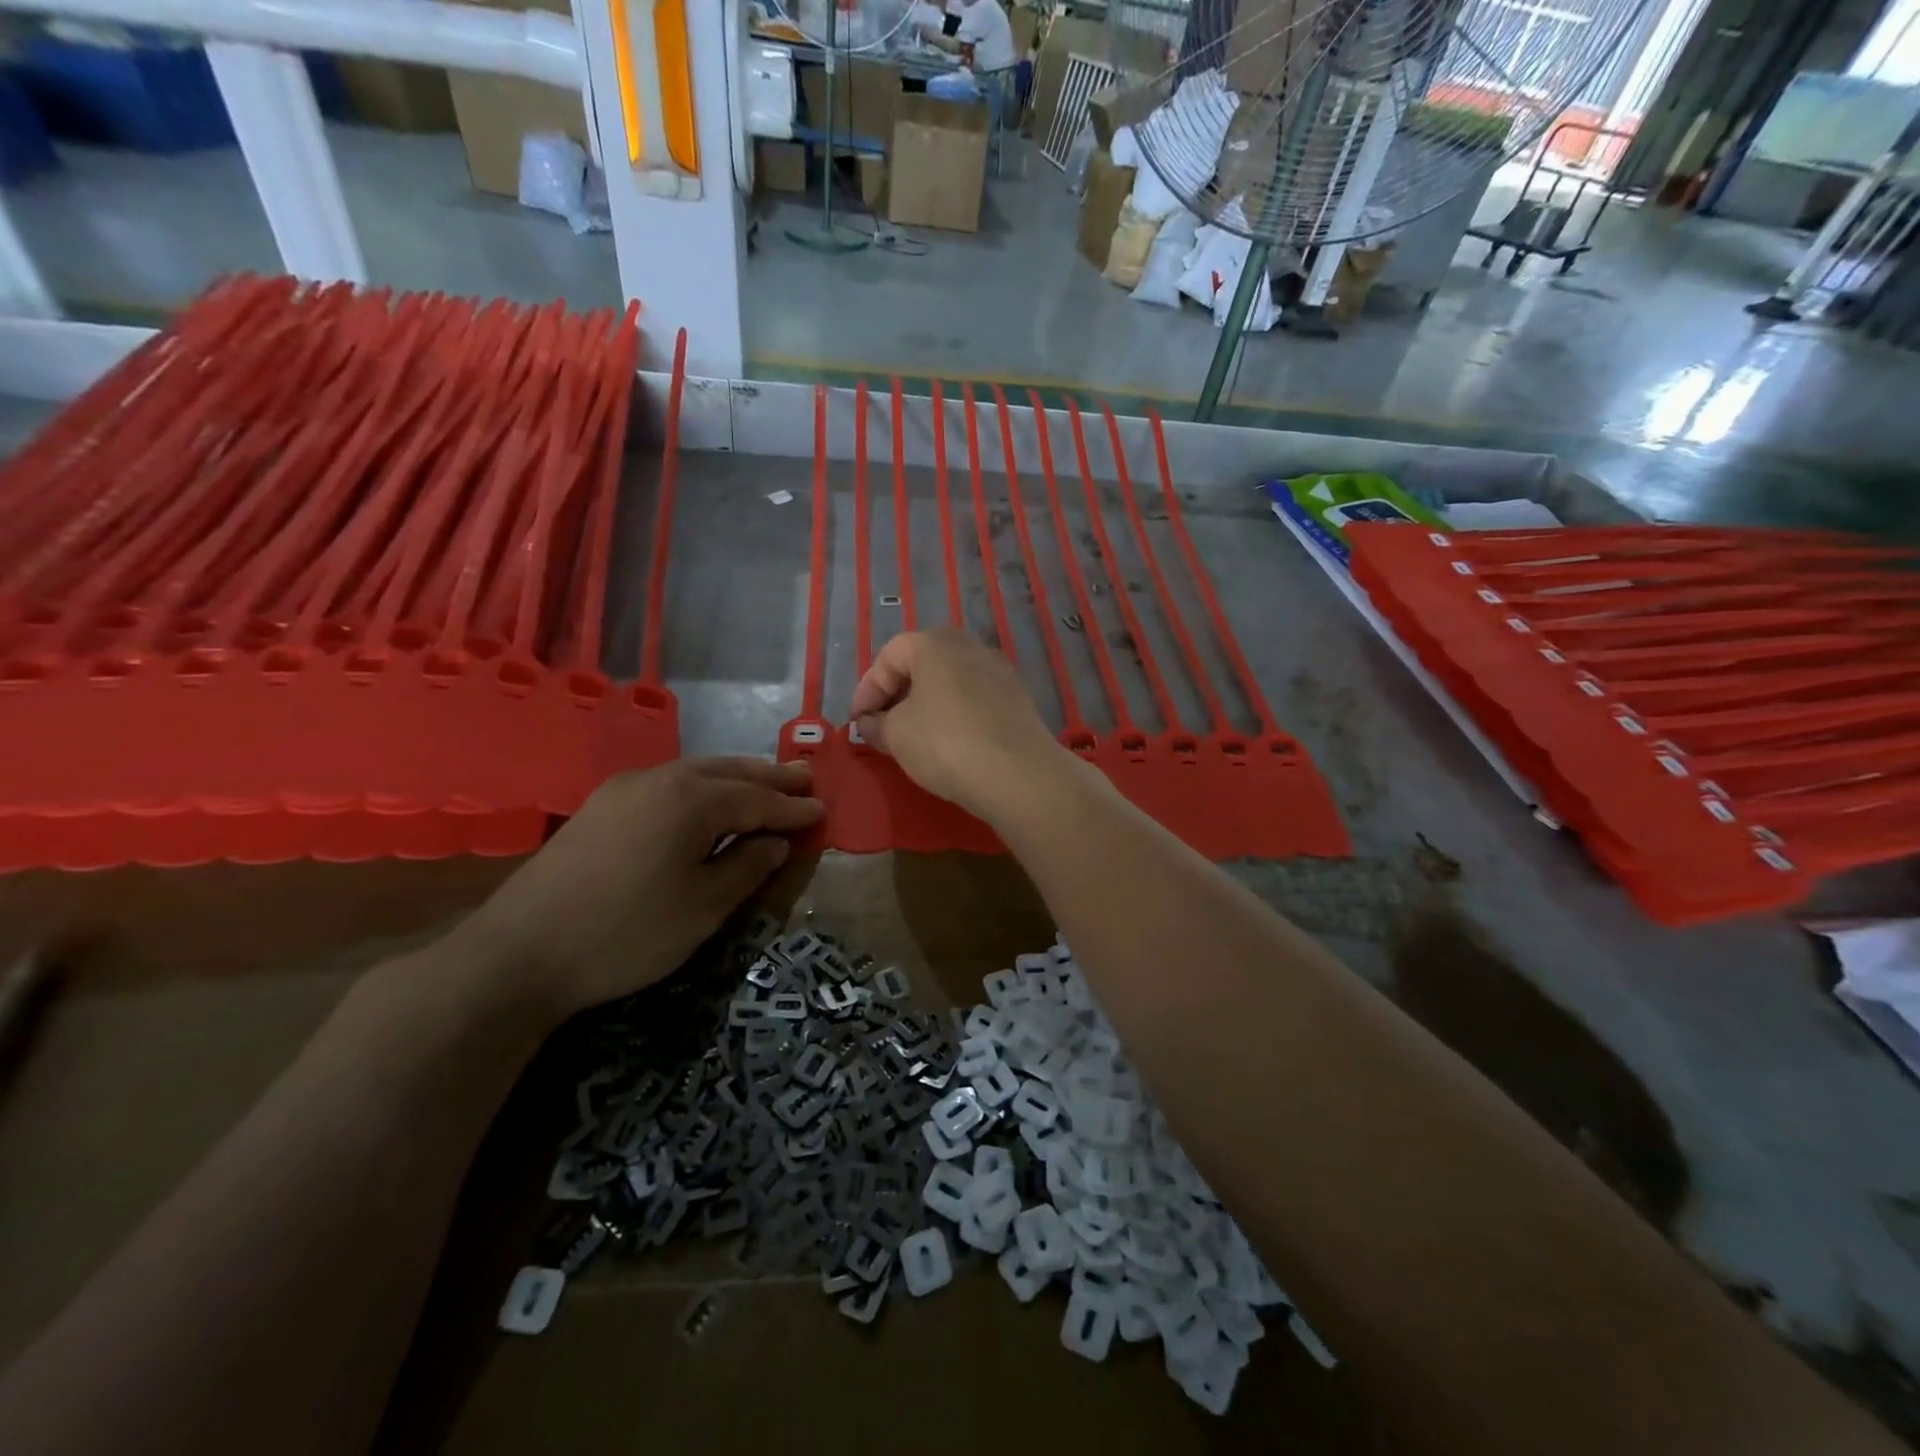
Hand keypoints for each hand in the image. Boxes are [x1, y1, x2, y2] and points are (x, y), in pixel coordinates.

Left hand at [457, 758, 822, 1020]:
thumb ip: (746, 867)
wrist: (518, 952)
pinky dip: (702, 786)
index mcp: (692, 800)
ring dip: (735, 776)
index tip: (822, 810)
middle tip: (803, 778)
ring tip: (765, 782)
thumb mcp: (702, 908)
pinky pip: (669, 782)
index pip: (757, 800)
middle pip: (728, 772)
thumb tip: (773, 842)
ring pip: (696, 771)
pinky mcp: (602, 806)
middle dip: (768, 777)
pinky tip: (707, 799)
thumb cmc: (626, 933)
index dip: (792, 809)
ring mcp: (625, 788)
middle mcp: (660, 779)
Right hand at [849, 629, 1068, 820]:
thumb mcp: (896, 735)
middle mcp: (970, 646)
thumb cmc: (946, 743)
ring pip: (950, 682)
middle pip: (921, 664)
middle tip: (882, 727)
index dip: (866, 690)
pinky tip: (949, 745)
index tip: (858, 723)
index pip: (888, 656)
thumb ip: (876, 724)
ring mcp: (1000, 671)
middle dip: (896, 695)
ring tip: (913, 739)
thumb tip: (870, 723)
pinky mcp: (1018, 699)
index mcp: (935, 643)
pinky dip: (954, 716)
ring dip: (926, 706)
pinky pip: (974, 700)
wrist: (1019, 774)